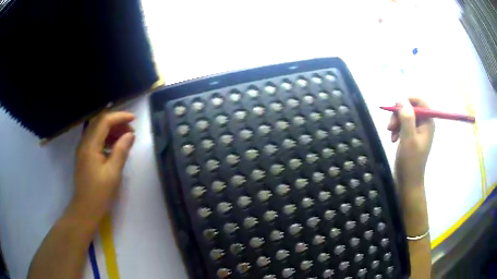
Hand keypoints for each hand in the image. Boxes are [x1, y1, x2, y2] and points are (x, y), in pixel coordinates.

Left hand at [72, 111, 134, 222]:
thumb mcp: (113, 173)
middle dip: (116, 121)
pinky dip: (106, 137)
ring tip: (125, 137)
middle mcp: (84, 143)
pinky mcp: (84, 155)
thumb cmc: (99, 193)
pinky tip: (115, 146)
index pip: (104, 121)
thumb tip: (130, 135)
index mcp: (90, 146)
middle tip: (130, 130)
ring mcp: (83, 149)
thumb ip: (121, 151)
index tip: (133, 120)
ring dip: (111, 129)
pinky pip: (95, 139)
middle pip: (99, 122)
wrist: (85, 209)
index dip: (119, 117)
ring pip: (97, 129)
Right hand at [387, 97, 434, 187]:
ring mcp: (418, 131)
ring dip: (396, 123)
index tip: (395, 109)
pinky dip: (397, 130)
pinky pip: (403, 125)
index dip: (406, 101)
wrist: (408, 182)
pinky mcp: (412, 137)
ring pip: (405, 116)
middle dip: (399, 115)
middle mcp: (425, 124)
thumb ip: (406, 117)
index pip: (419, 101)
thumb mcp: (408, 138)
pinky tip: (393, 139)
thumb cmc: (410, 162)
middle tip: (390, 126)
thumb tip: (400, 99)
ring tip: (391, 135)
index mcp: (428, 122)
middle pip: (410, 108)